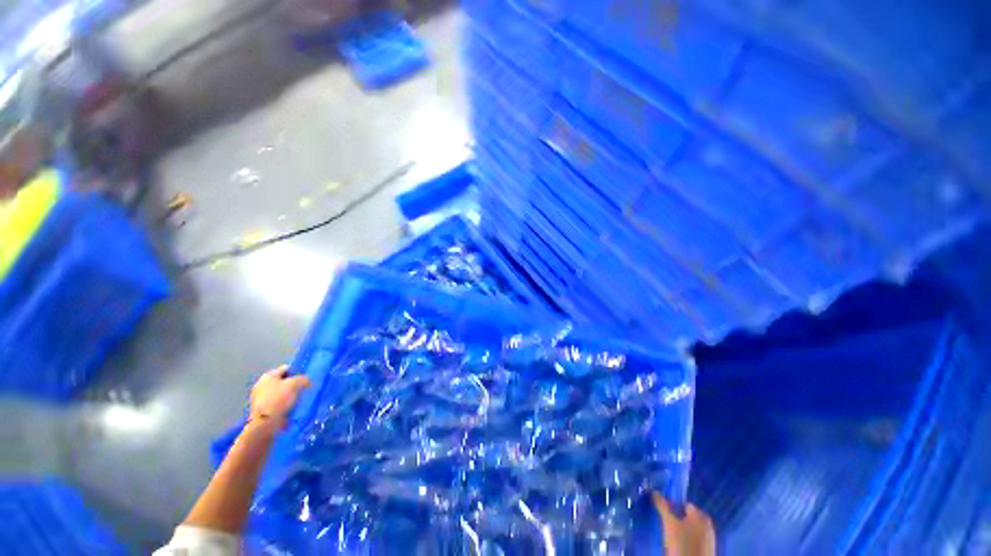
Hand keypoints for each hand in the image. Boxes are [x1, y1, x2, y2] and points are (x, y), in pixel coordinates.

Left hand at [249, 365, 310, 428]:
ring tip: (300, 399)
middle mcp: (262, 385)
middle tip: (304, 388)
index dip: (298, 371)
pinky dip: (285, 404)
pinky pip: (278, 403)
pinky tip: (293, 407)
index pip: (286, 368)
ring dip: (290, 395)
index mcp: (268, 376)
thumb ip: (303, 379)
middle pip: (283, 381)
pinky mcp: (262, 409)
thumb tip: (307, 380)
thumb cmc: (278, 399)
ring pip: (281, 393)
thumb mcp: (295, 384)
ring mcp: (260, 398)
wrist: (265, 423)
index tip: (306, 378)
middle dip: (294, 384)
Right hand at [653, 492, 715, 555]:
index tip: (664, 513)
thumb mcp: (669, 523)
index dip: (673, 507)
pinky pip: (695, 540)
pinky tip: (680, 545)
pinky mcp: (707, 550)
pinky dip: (688, 540)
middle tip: (667, 525)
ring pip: (692, 529)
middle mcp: (708, 525)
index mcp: (701, 516)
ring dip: (682, 530)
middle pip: (688, 517)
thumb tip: (655, 492)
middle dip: (677, 519)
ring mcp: (709, 539)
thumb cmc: (682, 543)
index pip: (684, 504)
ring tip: (672, 536)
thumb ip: (663, 506)